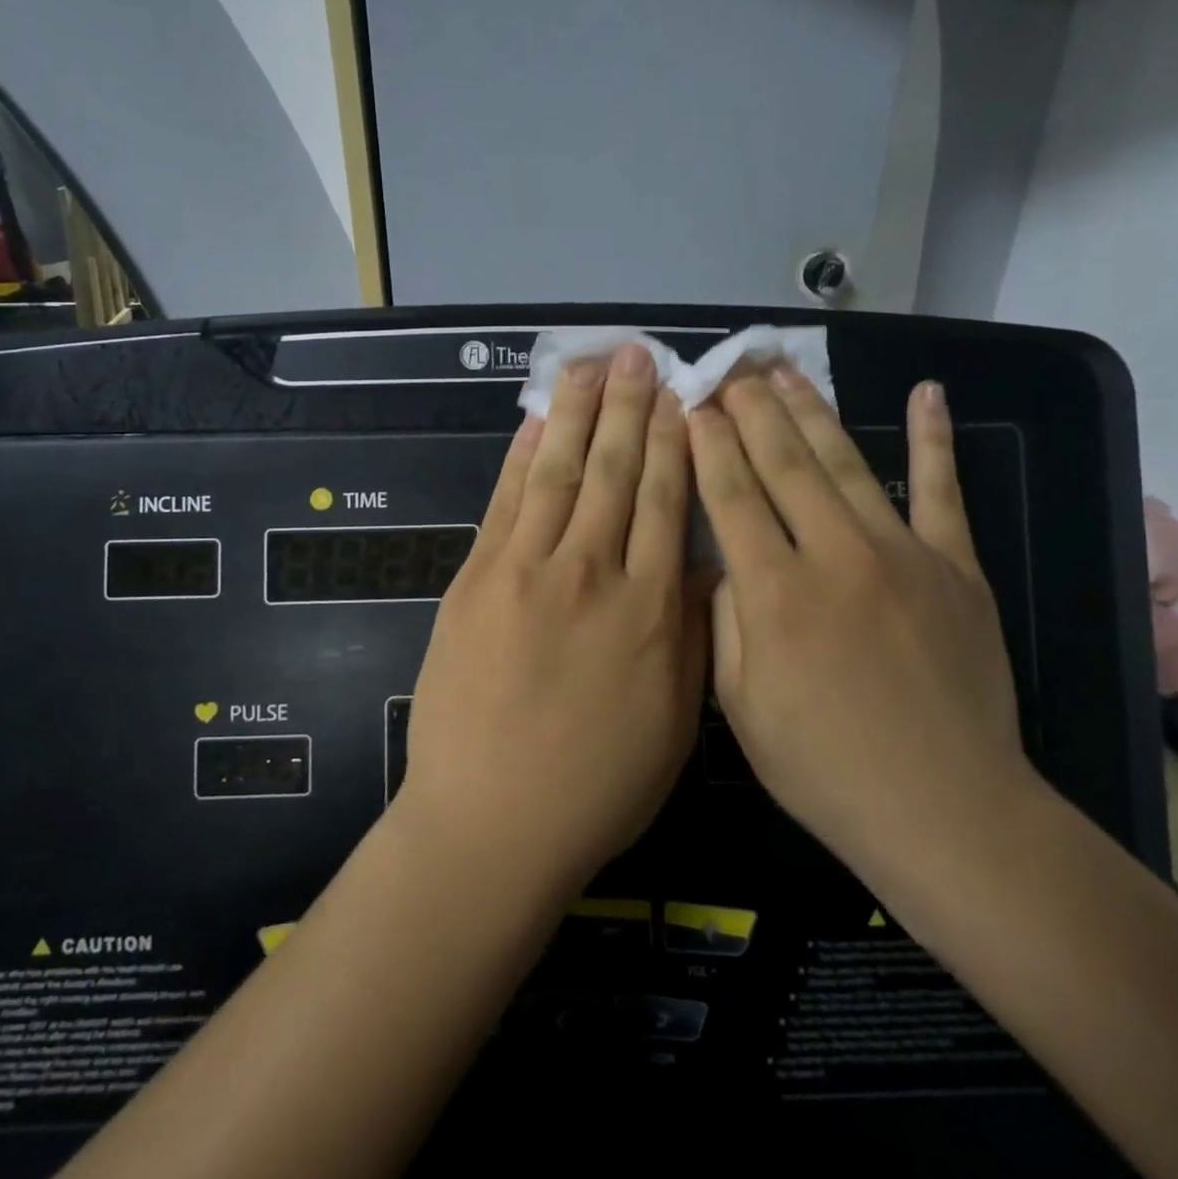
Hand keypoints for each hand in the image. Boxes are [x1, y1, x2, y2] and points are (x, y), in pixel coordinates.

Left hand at [399, 344, 707, 893]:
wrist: (490, 823)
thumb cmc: (596, 785)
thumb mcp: (675, 721)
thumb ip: (692, 633)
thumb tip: (702, 564)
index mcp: (650, 611)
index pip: (668, 502)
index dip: (676, 442)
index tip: (683, 395)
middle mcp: (591, 574)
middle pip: (615, 472)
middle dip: (629, 407)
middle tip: (638, 355)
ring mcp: (525, 572)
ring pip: (560, 473)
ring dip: (575, 413)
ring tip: (589, 366)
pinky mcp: (475, 580)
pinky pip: (504, 503)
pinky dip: (521, 458)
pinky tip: (534, 423)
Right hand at [689, 371, 1036, 894]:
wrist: (944, 807)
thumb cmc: (824, 766)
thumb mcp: (741, 706)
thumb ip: (724, 622)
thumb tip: (721, 562)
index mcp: (774, 592)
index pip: (731, 496)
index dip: (707, 445)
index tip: (694, 405)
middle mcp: (834, 555)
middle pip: (782, 463)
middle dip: (750, 410)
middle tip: (731, 369)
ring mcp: (901, 553)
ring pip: (845, 462)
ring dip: (811, 410)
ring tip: (785, 370)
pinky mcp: (954, 565)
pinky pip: (941, 490)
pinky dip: (933, 439)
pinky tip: (927, 393)